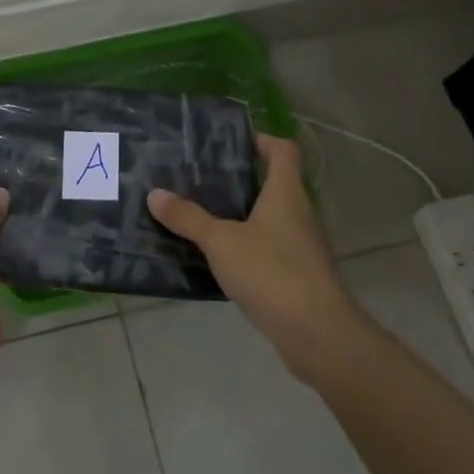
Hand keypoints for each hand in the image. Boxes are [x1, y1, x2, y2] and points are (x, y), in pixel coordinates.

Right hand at [148, 134, 363, 380]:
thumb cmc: (271, 273)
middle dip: (240, 180)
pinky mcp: (300, 275)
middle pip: (274, 184)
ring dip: (241, 215)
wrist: (317, 333)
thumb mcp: (221, 242)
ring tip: (202, 217)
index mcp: (286, 193)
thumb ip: (188, 218)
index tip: (229, 143)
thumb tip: (155, 194)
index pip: (282, 150)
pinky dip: (248, 247)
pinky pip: (270, 248)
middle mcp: (300, 213)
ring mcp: (303, 246)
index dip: (260, 140)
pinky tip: (219, 259)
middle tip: (200, 180)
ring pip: (270, 218)